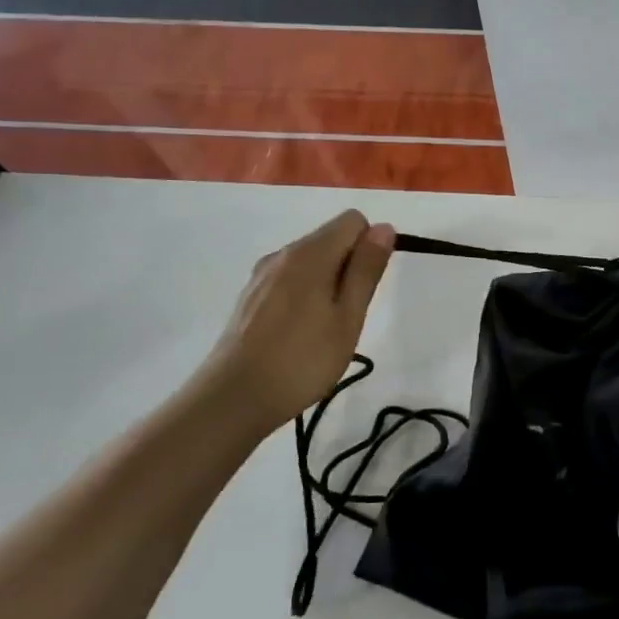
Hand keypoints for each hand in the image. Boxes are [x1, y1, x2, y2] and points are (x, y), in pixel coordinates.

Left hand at [194, 211, 395, 436]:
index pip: (353, 221)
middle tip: (349, 315)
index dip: (371, 246)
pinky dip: (306, 295)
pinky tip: (300, 333)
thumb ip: (366, 269)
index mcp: (309, 254)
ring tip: (326, 329)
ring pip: (310, 261)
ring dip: (328, 283)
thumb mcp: (348, 317)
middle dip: (350, 267)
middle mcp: (282, 253)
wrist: (234, 397)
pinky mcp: (250, 296)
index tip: (367, 287)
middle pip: (330, 238)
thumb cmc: (303, 359)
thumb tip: (384, 227)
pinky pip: (290, 279)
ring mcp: (261, 275)